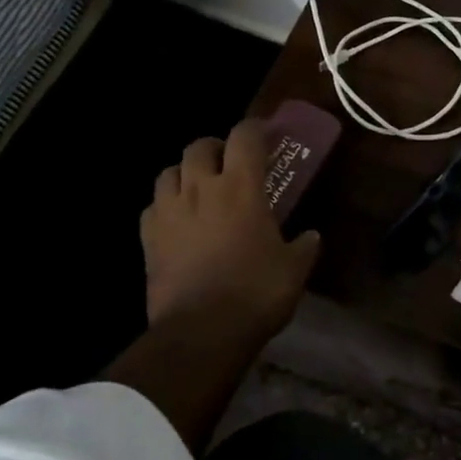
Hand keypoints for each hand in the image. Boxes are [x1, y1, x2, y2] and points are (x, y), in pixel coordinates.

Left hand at [141, 120, 320, 344]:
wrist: (201, 331)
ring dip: (185, 173)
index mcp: (241, 187)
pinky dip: (165, 206)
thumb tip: (311, 236)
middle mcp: (201, 189)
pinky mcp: (149, 238)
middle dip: (215, 147)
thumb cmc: (256, 292)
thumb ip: (304, 246)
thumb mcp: (294, 269)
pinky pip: (152, 207)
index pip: (245, 137)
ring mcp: (169, 212)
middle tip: (228, 162)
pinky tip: (176, 220)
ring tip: (198, 187)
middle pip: (199, 147)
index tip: (264, 133)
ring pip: (168, 172)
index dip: (255, 128)